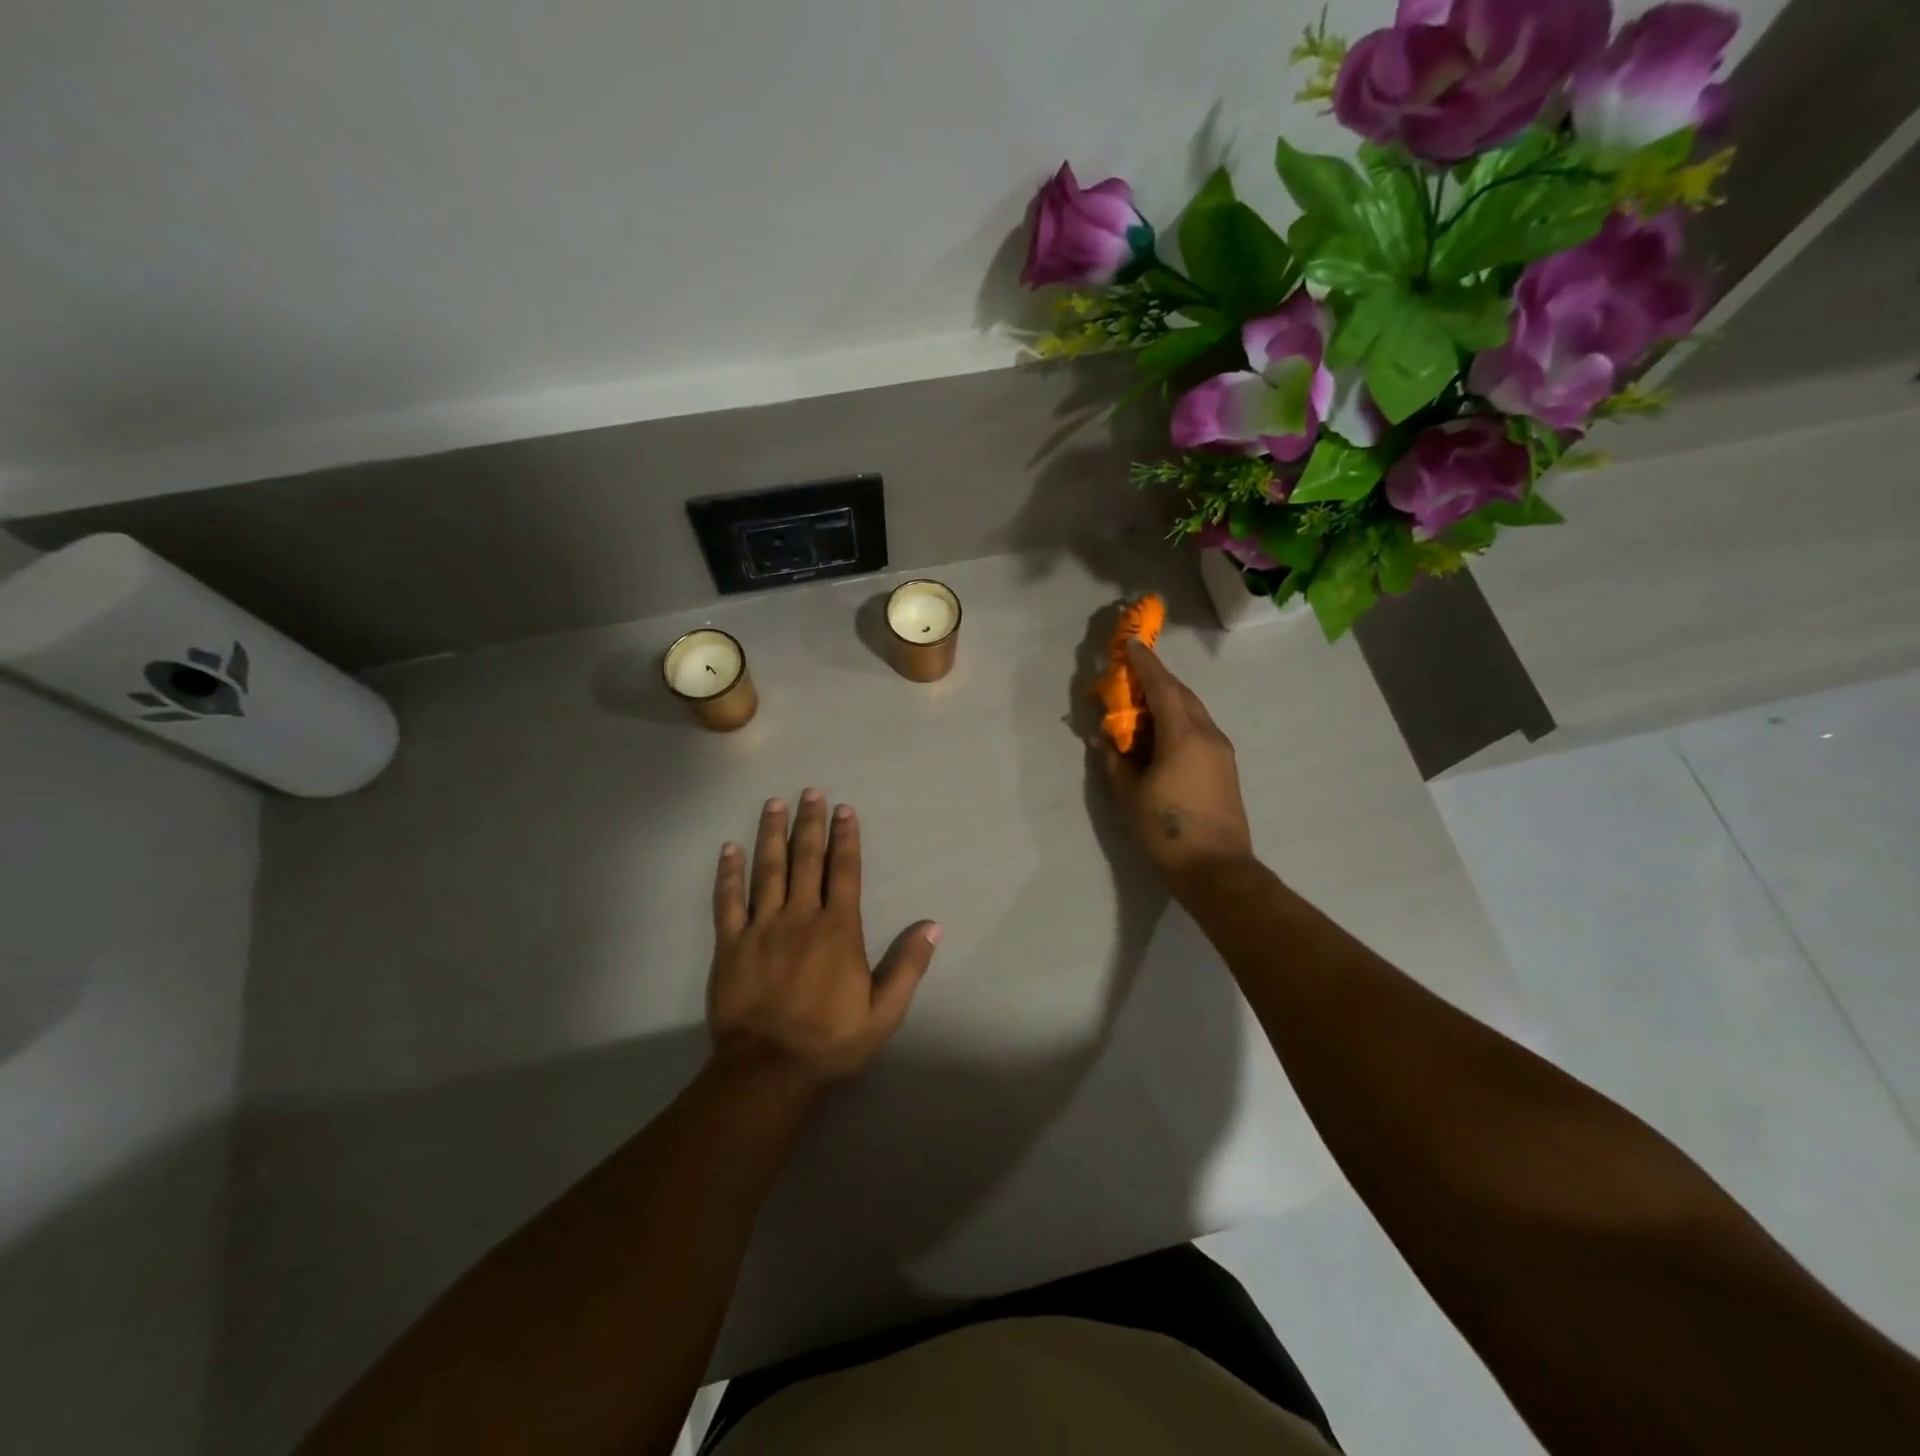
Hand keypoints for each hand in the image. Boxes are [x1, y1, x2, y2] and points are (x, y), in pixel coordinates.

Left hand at [708, 789, 940, 1089]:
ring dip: (772, 834)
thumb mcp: (885, 1011)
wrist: (769, 1070)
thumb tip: (933, 926)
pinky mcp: (731, 944)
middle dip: (810, 823)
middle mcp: (800, 917)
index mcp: (838, 929)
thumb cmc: (831, 1041)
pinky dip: (728, 873)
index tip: (845, 810)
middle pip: (806, 860)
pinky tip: (729, 849)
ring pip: (767, 870)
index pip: (844, 872)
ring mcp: (762, 928)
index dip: (846, 838)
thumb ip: (908, 966)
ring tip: (774, 804)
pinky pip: (728, 900)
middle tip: (810, 791)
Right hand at [1099, 640, 1254, 892]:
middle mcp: (1208, 734)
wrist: (1216, 869)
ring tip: (1139, 707)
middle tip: (1129, 676)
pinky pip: (1197, 730)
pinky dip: (1176, 721)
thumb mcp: (1129, 794)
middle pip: (1181, 694)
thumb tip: (1105, 738)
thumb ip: (1115, 760)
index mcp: (1183, 734)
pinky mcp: (1224, 768)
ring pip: (1192, 712)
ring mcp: (1220, 751)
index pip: (1162, 686)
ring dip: (1166, 701)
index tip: (1131, 644)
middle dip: (1155, 680)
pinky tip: (1158, 736)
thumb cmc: (1167, 830)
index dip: (1145, 664)